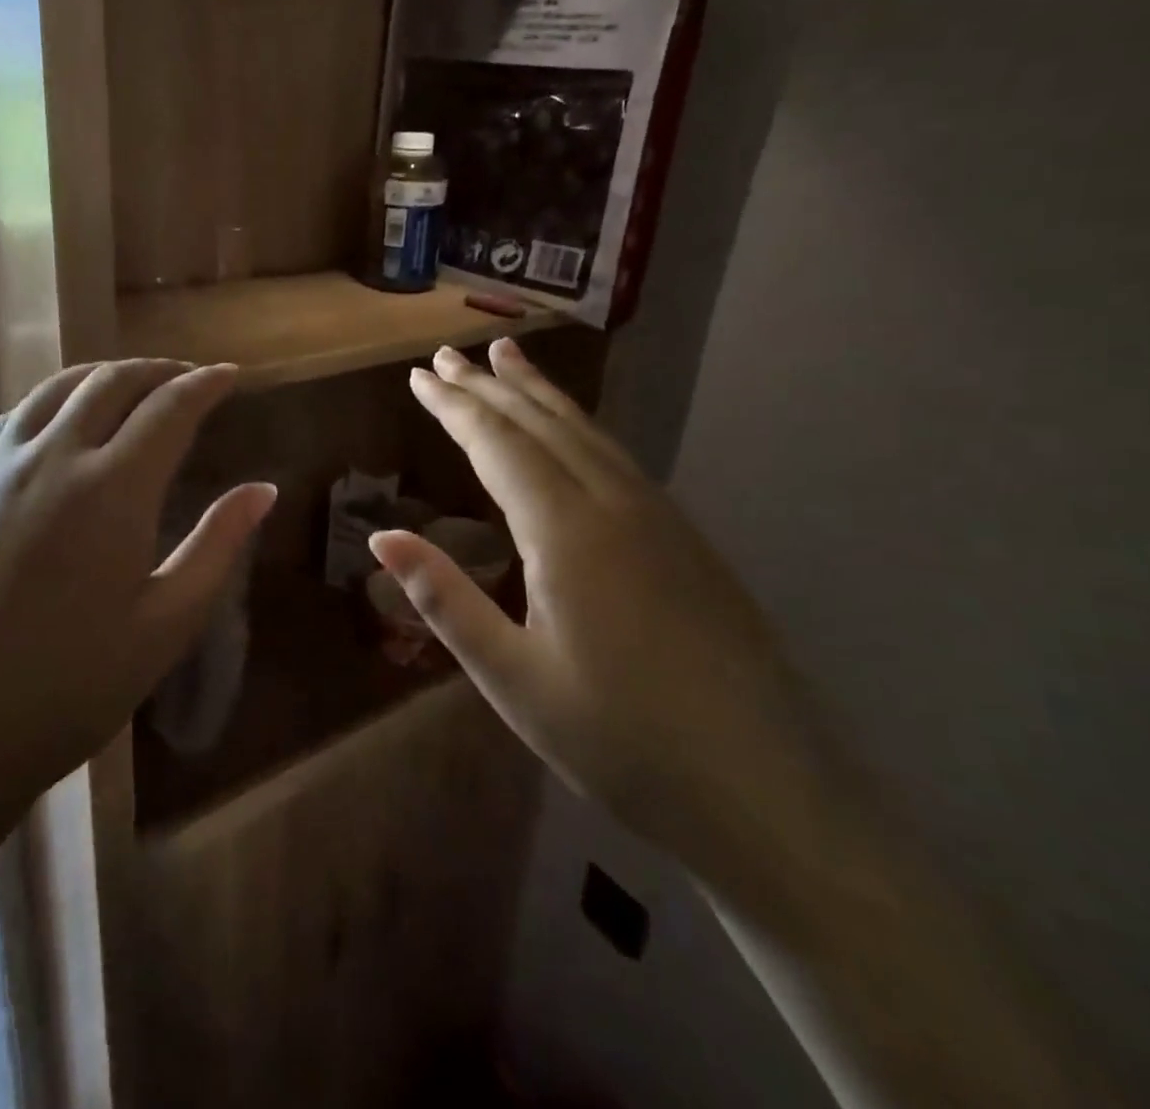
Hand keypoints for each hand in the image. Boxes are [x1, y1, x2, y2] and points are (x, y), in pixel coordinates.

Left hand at [0, 360, 275, 823]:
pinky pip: (8, 421)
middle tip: (187, 378)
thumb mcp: (163, 627)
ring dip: (101, 377)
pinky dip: (47, 404)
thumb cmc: (63, 692)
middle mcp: (50, 458)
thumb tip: (263, 489)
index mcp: (111, 489)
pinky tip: (53, 423)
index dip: (206, 383)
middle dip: (158, 370)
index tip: (231, 375)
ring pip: (54, 391)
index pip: (170, 408)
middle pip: (111, 383)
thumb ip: (217, 547)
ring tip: (127, 386)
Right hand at [370, 339, 827, 864]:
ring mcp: (661, 519)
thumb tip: (380, 539)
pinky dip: (580, 426)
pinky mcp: (687, 541)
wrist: (769, 796)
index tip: (419, 375)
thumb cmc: (621, 742)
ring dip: (540, 393)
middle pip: (542, 425)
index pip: (498, 444)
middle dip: (490, 386)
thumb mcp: (512, 677)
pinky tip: (571, 432)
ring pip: (588, 433)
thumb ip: (445, 599)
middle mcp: (616, 505)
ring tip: (508, 358)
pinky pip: (619, 458)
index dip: (455, 406)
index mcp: (567, 532)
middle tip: (448, 354)